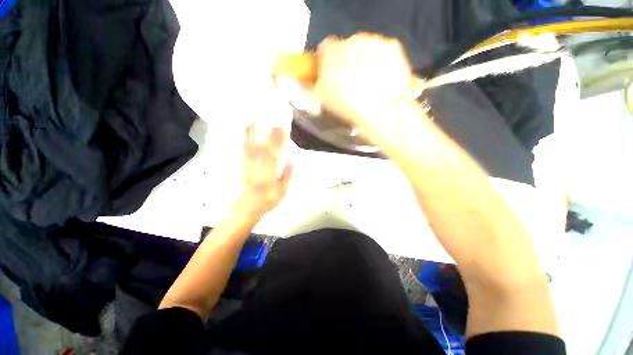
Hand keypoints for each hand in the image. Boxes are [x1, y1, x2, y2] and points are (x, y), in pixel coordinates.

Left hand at [238, 123, 292, 217]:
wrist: (250, 204)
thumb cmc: (268, 198)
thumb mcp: (282, 189)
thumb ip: (287, 174)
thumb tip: (291, 160)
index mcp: (270, 169)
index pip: (277, 151)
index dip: (280, 140)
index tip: (284, 130)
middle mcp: (259, 163)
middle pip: (266, 145)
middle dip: (271, 133)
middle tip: (275, 123)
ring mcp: (250, 162)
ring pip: (253, 145)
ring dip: (253, 133)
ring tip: (254, 120)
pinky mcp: (244, 164)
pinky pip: (244, 149)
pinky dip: (244, 140)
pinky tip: (245, 133)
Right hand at [313, 33, 413, 125]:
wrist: (379, 112)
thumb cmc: (349, 107)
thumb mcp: (322, 99)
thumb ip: (311, 84)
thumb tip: (305, 80)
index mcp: (332, 52)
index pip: (325, 49)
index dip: (328, 62)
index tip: (332, 72)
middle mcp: (351, 41)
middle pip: (347, 48)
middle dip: (347, 62)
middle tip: (351, 83)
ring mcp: (374, 42)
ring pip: (366, 49)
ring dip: (365, 62)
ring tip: (367, 85)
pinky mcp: (392, 48)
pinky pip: (383, 52)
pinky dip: (382, 63)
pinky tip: (380, 80)